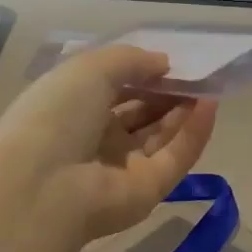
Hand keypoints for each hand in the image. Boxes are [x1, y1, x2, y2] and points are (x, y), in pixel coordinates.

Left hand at [0, 46, 217, 242]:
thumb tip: (164, 63)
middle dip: (167, 93)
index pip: (114, 90)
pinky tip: (209, 105)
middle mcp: (96, 141)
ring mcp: (122, 169)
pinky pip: (175, 158)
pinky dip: (193, 133)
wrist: (42, 185)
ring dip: (184, 110)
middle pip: (140, 115)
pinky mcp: (147, 191)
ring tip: (208, 85)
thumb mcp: (89, 68)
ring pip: (161, 136)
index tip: (169, 62)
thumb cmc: (56, 115)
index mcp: (73, 111)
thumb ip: (131, 60)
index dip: (142, 74)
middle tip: (195, 74)